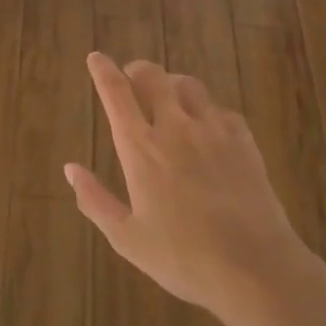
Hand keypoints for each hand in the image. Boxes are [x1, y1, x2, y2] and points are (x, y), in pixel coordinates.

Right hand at [67, 53, 317, 325]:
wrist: (255, 268)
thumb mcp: (127, 238)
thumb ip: (95, 200)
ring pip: (188, 85)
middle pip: (153, 76)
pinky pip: (220, 109)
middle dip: (138, 70)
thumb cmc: (183, 258)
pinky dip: (206, 110)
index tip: (96, 57)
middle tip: (132, 79)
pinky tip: (207, 128)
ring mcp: (213, 130)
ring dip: (172, 84)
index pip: (117, 93)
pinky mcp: (243, 140)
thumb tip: (70, 168)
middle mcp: (175, 128)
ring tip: (168, 98)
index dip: (103, 70)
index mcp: (141, 148)